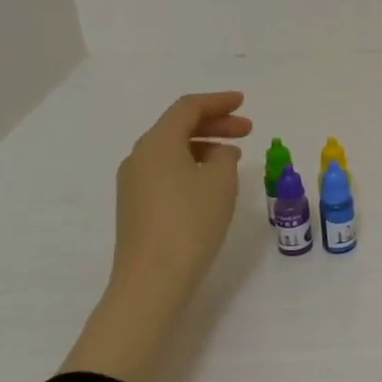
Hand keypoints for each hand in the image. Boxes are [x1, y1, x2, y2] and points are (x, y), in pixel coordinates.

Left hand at [106, 91, 251, 307]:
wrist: (153, 279)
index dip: (218, 102)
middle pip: (178, 127)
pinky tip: (212, 181)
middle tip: (247, 130)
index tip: (243, 102)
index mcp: (157, 143)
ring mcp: (134, 183)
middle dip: (215, 124)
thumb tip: (217, 154)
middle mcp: (139, 157)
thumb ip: (224, 156)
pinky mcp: (136, 206)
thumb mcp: (221, 181)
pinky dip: (192, 165)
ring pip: (172, 150)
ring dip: (204, 146)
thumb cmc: (191, 222)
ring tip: (235, 156)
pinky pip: (166, 171)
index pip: (187, 108)